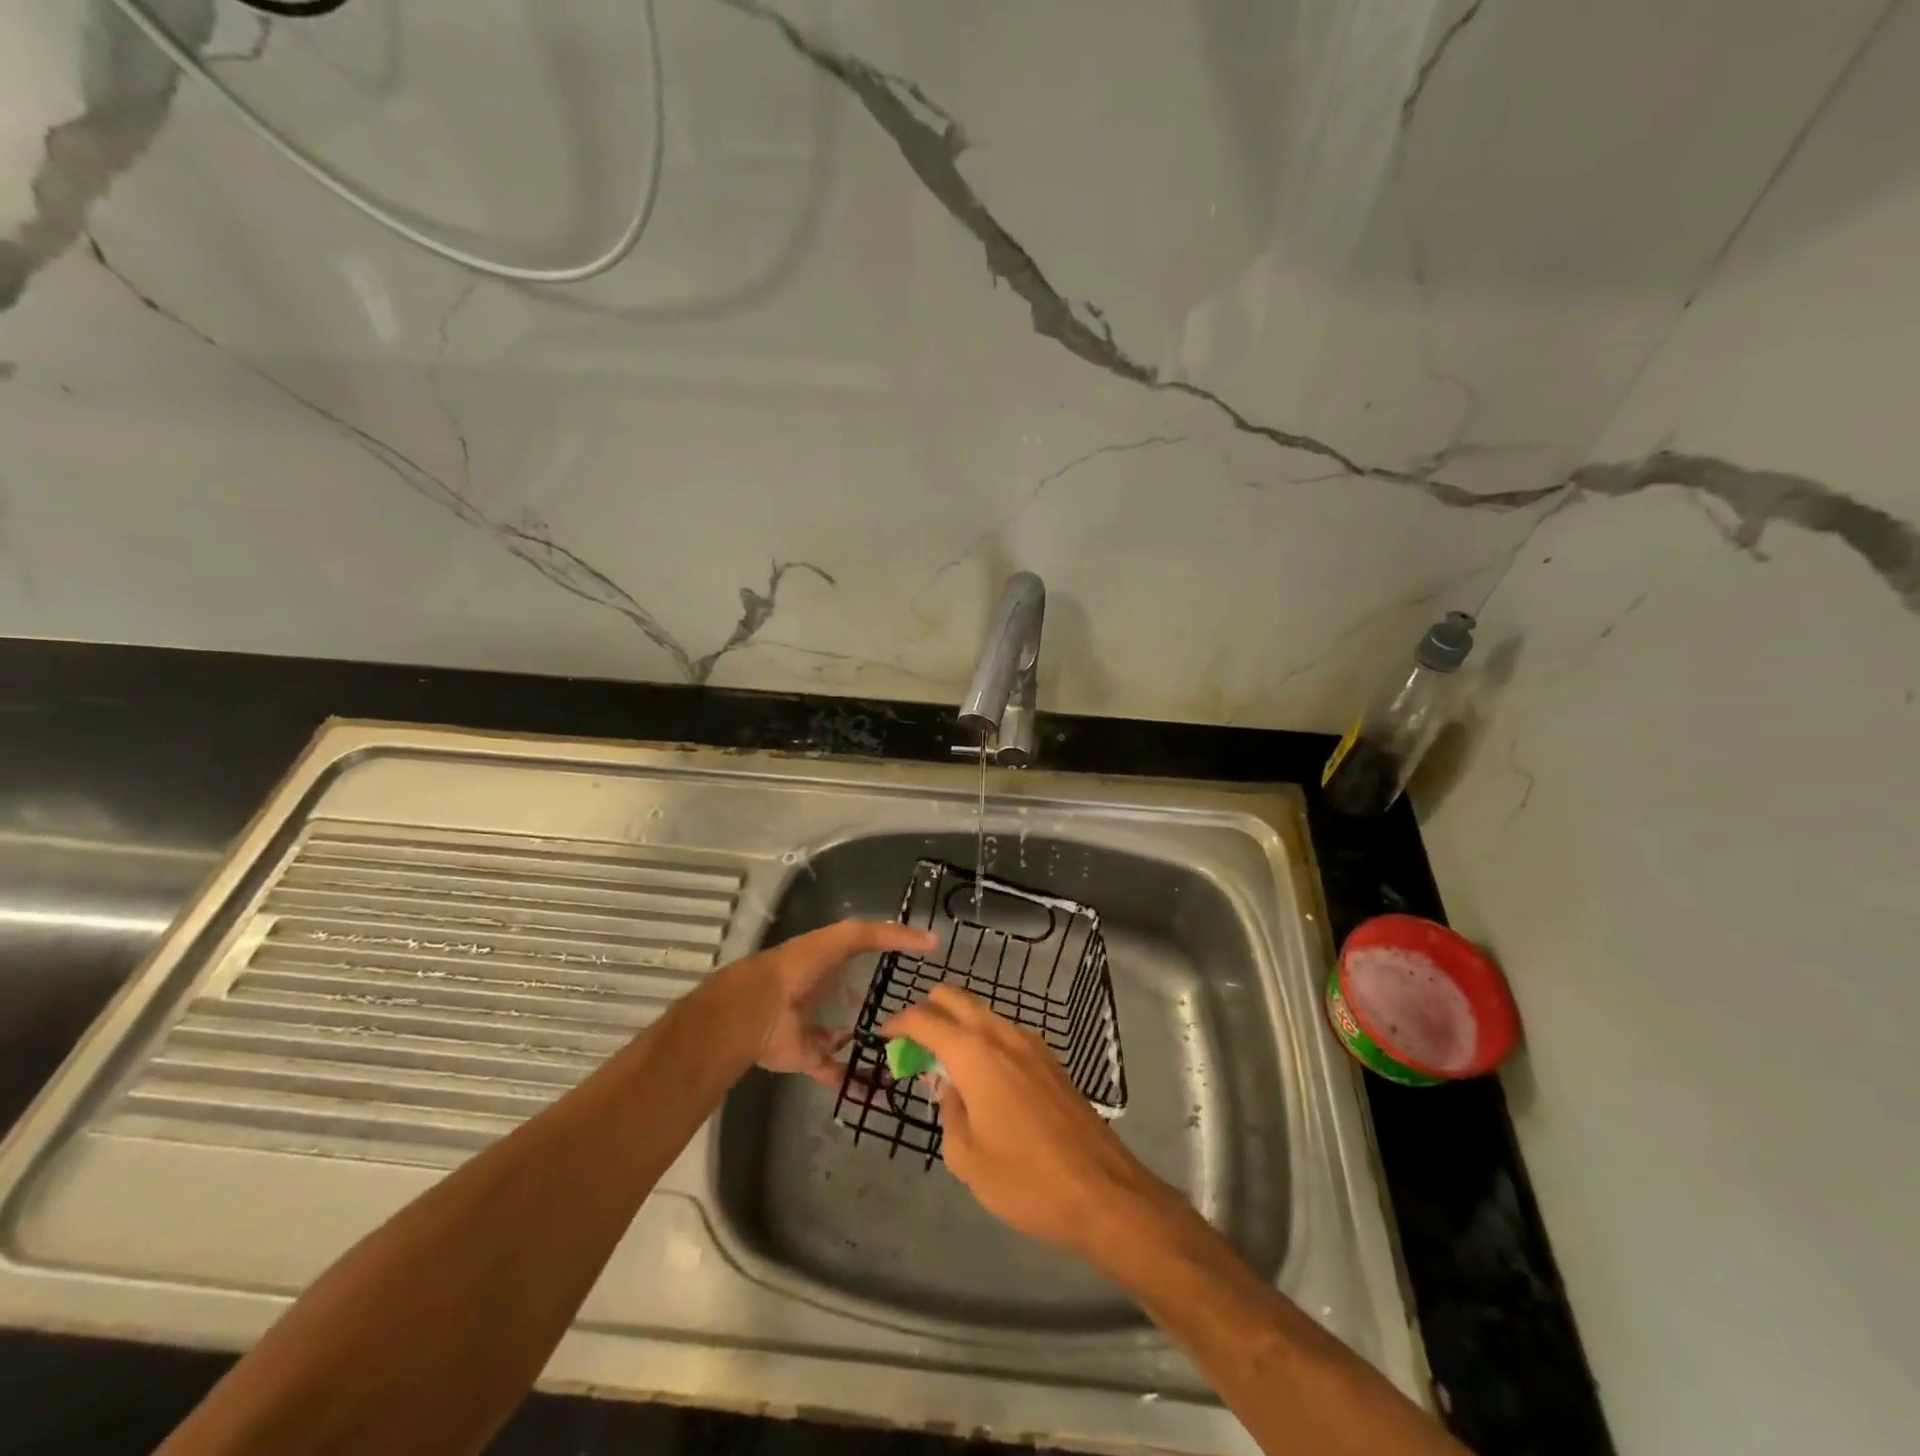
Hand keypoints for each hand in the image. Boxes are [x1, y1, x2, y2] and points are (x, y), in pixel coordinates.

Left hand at [741, 920, 937, 1088]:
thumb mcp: (849, 937)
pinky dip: (858, 1084)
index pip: (862, 961)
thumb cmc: (804, 965)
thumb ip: (888, 935)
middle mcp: (823, 995)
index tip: (917, 974)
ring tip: (906, 1057)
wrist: (761, 1007)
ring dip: (871, 1048)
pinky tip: (884, 1092)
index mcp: (830, 963)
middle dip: (880, 1010)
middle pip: (856, 1003)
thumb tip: (932, 940)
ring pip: (849, 1040)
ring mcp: (817, 1029)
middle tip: (917, 1023)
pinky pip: (838, 1072)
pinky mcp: (811, 1059)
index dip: (887, 964)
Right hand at [882, 986, 1169, 1261]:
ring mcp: (1032, 1044)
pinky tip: (983, 1075)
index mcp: (975, 1054)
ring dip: (959, 1024)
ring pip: (984, 1014)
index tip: (884, 1034)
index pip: (926, 1020)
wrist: (1103, 1192)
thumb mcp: (967, 1158)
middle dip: (929, 1010)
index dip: (900, 1023)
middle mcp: (1003, 1036)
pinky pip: (1006, 1033)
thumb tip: (951, 1090)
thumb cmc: (1026, 1180)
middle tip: (912, 1040)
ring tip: (944, 1059)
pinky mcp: (1052, 1061)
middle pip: (957, 999)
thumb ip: (949, 1114)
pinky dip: (984, 1039)